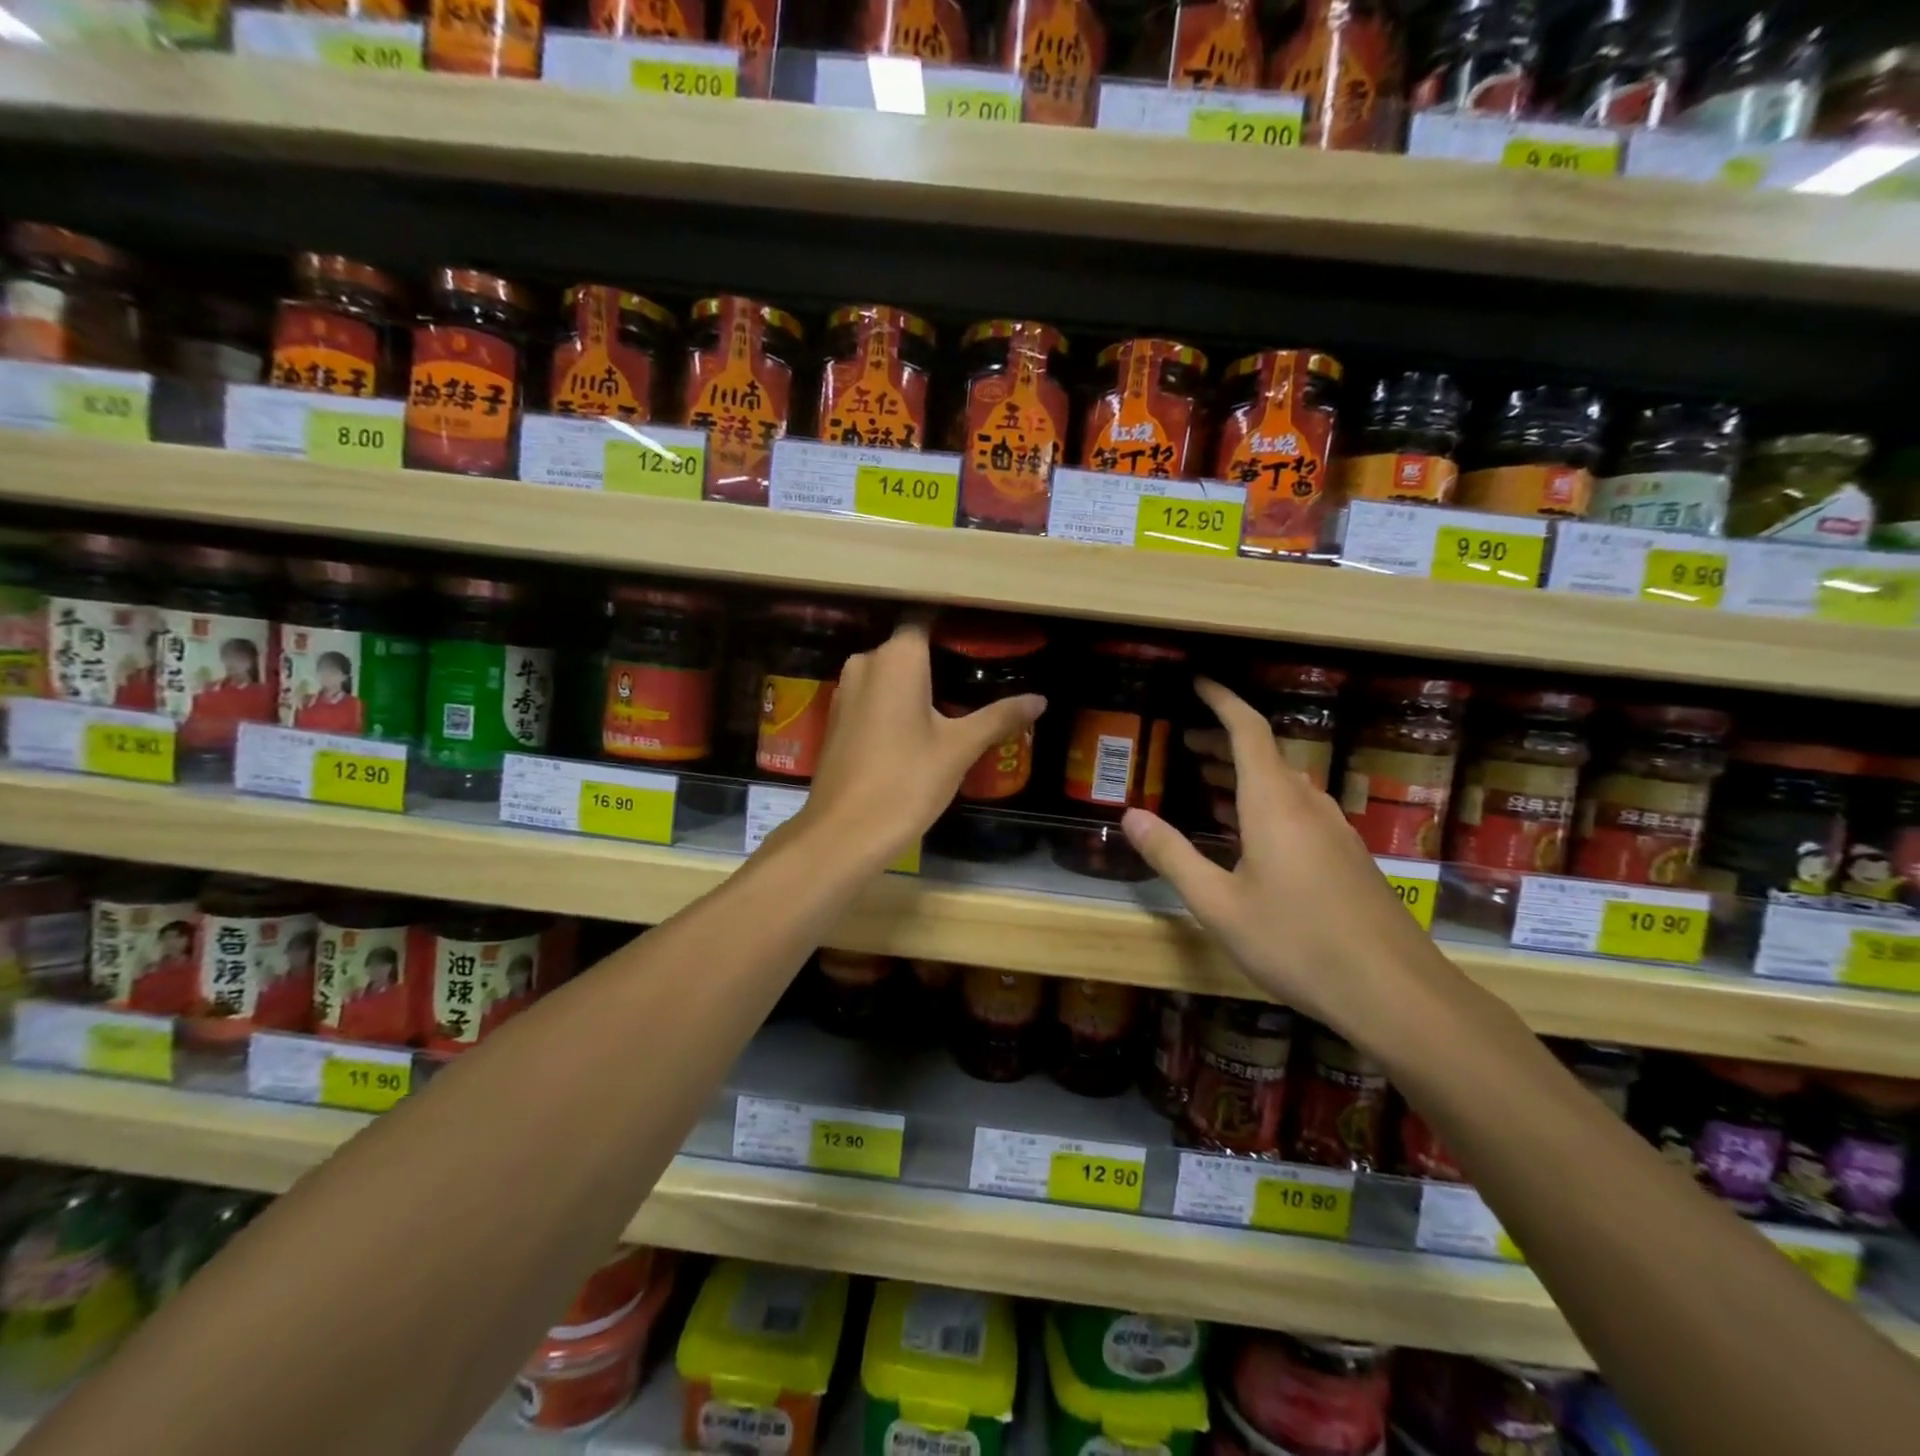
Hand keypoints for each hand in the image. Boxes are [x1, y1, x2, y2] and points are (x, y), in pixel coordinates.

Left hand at [795, 617, 1045, 867]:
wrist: (844, 832)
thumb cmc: (907, 780)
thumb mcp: (960, 748)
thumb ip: (999, 717)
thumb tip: (1040, 700)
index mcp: (896, 658)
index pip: (926, 619)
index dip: (954, 625)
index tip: (983, 638)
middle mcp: (866, 662)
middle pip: (908, 647)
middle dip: (941, 658)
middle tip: (981, 676)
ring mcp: (846, 691)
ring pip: (889, 674)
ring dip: (918, 684)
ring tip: (959, 702)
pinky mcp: (838, 719)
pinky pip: (874, 696)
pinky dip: (897, 703)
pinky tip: (922, 727)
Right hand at [1121, 678, 1458, 1037]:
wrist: (1395, 992)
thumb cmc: (1297, 942)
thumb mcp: (1218, 904)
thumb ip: (1172, 856)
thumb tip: (1130, 815)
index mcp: (1274, 804)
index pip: (1248, 731)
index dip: (1221, 701)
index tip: (1197, 682)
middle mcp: (1307, 806)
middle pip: (1265, 755)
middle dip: (1223, 741)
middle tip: (1185, 743)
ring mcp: (1333, 831)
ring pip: (1282, 784)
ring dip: (1242, 774)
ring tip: (1206, 781)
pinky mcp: (1346, 857)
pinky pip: (1298, 811)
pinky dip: (1263, 803)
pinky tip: (1247, 834)